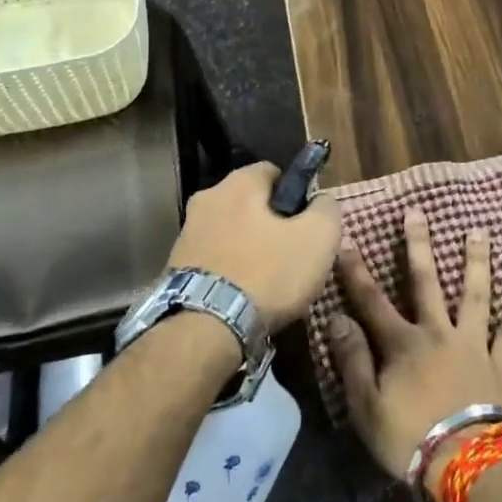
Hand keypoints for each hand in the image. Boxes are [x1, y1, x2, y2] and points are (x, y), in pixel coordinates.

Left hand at [167, 162, 341, 331]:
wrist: (205, 329)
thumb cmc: (268, 274)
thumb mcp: (318, 238)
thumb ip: (326, 209)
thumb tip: (321, 201)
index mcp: (238, 183)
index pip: (274, 172)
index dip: (296, 194)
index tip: (307, 224)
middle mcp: (206, 198)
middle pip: (250, 204)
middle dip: (271, 224)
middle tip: (292, 255)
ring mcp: (186, 234)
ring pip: (231, 232)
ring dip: (248, 249)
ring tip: (269, 283)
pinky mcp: (174, 268)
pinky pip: (214, 260)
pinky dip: (230, 272)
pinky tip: (244, 297)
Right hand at [327, 209, 501, 491]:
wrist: (468, 466)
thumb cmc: (410, 439)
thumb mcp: (367, 406)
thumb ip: (353, 360)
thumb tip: (336, 318)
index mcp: (402, 344)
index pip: (372, 301)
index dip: (357, 272)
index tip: (347, 241)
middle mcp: (438, 332)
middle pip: (426, 282)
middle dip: (418, 245)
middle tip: (417, 212)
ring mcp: (473, 344)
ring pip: (474, 294)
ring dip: (476, 261)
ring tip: (479, 231)